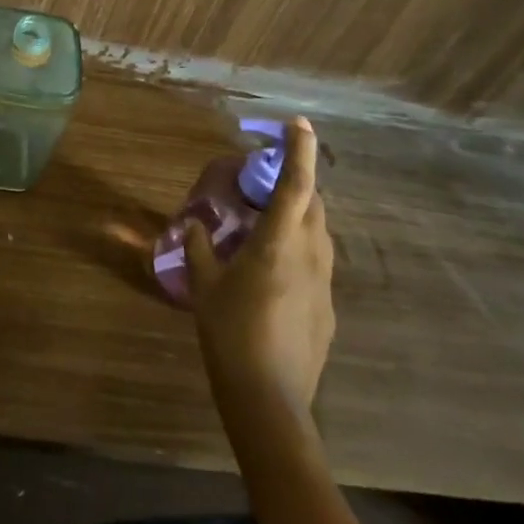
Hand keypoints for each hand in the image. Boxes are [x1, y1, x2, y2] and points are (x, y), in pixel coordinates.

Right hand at [186, 117, 334, 423]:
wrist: (270, 401)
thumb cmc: (230, 334)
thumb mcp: (205, 287)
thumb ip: (200, 248)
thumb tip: (195, 226)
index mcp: (278, 243)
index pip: (296, 184)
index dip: (299, 150)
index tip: (299, 123)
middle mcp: (310, 256)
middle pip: (313, 205)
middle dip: (297, 182)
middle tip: (266, 181)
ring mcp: (324, 284)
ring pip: (318, 234)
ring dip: (299, 216)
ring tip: (268, 222)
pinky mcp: (328, 309)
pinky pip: (316, 263)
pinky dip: (299, 249)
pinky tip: (273, 273)